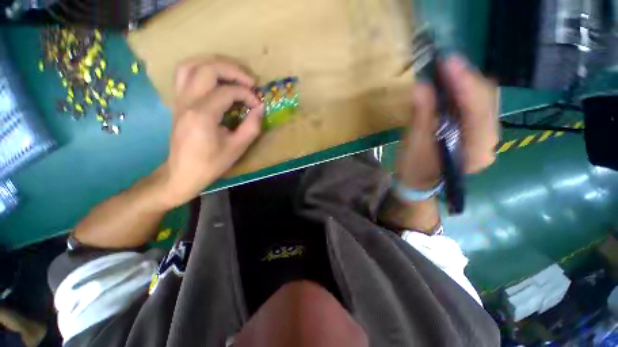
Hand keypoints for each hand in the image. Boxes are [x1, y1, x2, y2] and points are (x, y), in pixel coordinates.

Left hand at [161, 58, 264, 207]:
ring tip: (233, 73)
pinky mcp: (178, 102)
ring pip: (191, 65)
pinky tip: (215, 79)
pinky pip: (185, 75)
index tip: (258, 105)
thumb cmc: (211, 163)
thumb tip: (261, 108)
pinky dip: (202, 70)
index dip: (247, 95)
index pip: (227, 92)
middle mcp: (187, 101)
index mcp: (203, 115)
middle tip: (250, 81)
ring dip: (214, 64)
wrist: (183, 173)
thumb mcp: (237, 148)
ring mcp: (179, 100)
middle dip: (232, 70)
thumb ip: (252, 126)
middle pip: (207, 69)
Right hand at [397, 55, 498, 189]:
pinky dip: (466, 94)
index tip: (447, 63)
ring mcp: (487, 138)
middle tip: (445, 65)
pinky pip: (478, 107)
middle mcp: (490, 143)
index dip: (463, 83)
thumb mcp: (414, 145)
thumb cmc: (414, 170)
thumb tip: (421, 87)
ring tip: (448, 73)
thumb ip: (422, 116)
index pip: (477, 110)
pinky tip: (452, 88)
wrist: (419, 184)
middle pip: (487, 101)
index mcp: (475, 150)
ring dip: (467, 85)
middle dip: (467, 80)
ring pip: (485, 102)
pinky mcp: (478, 134)